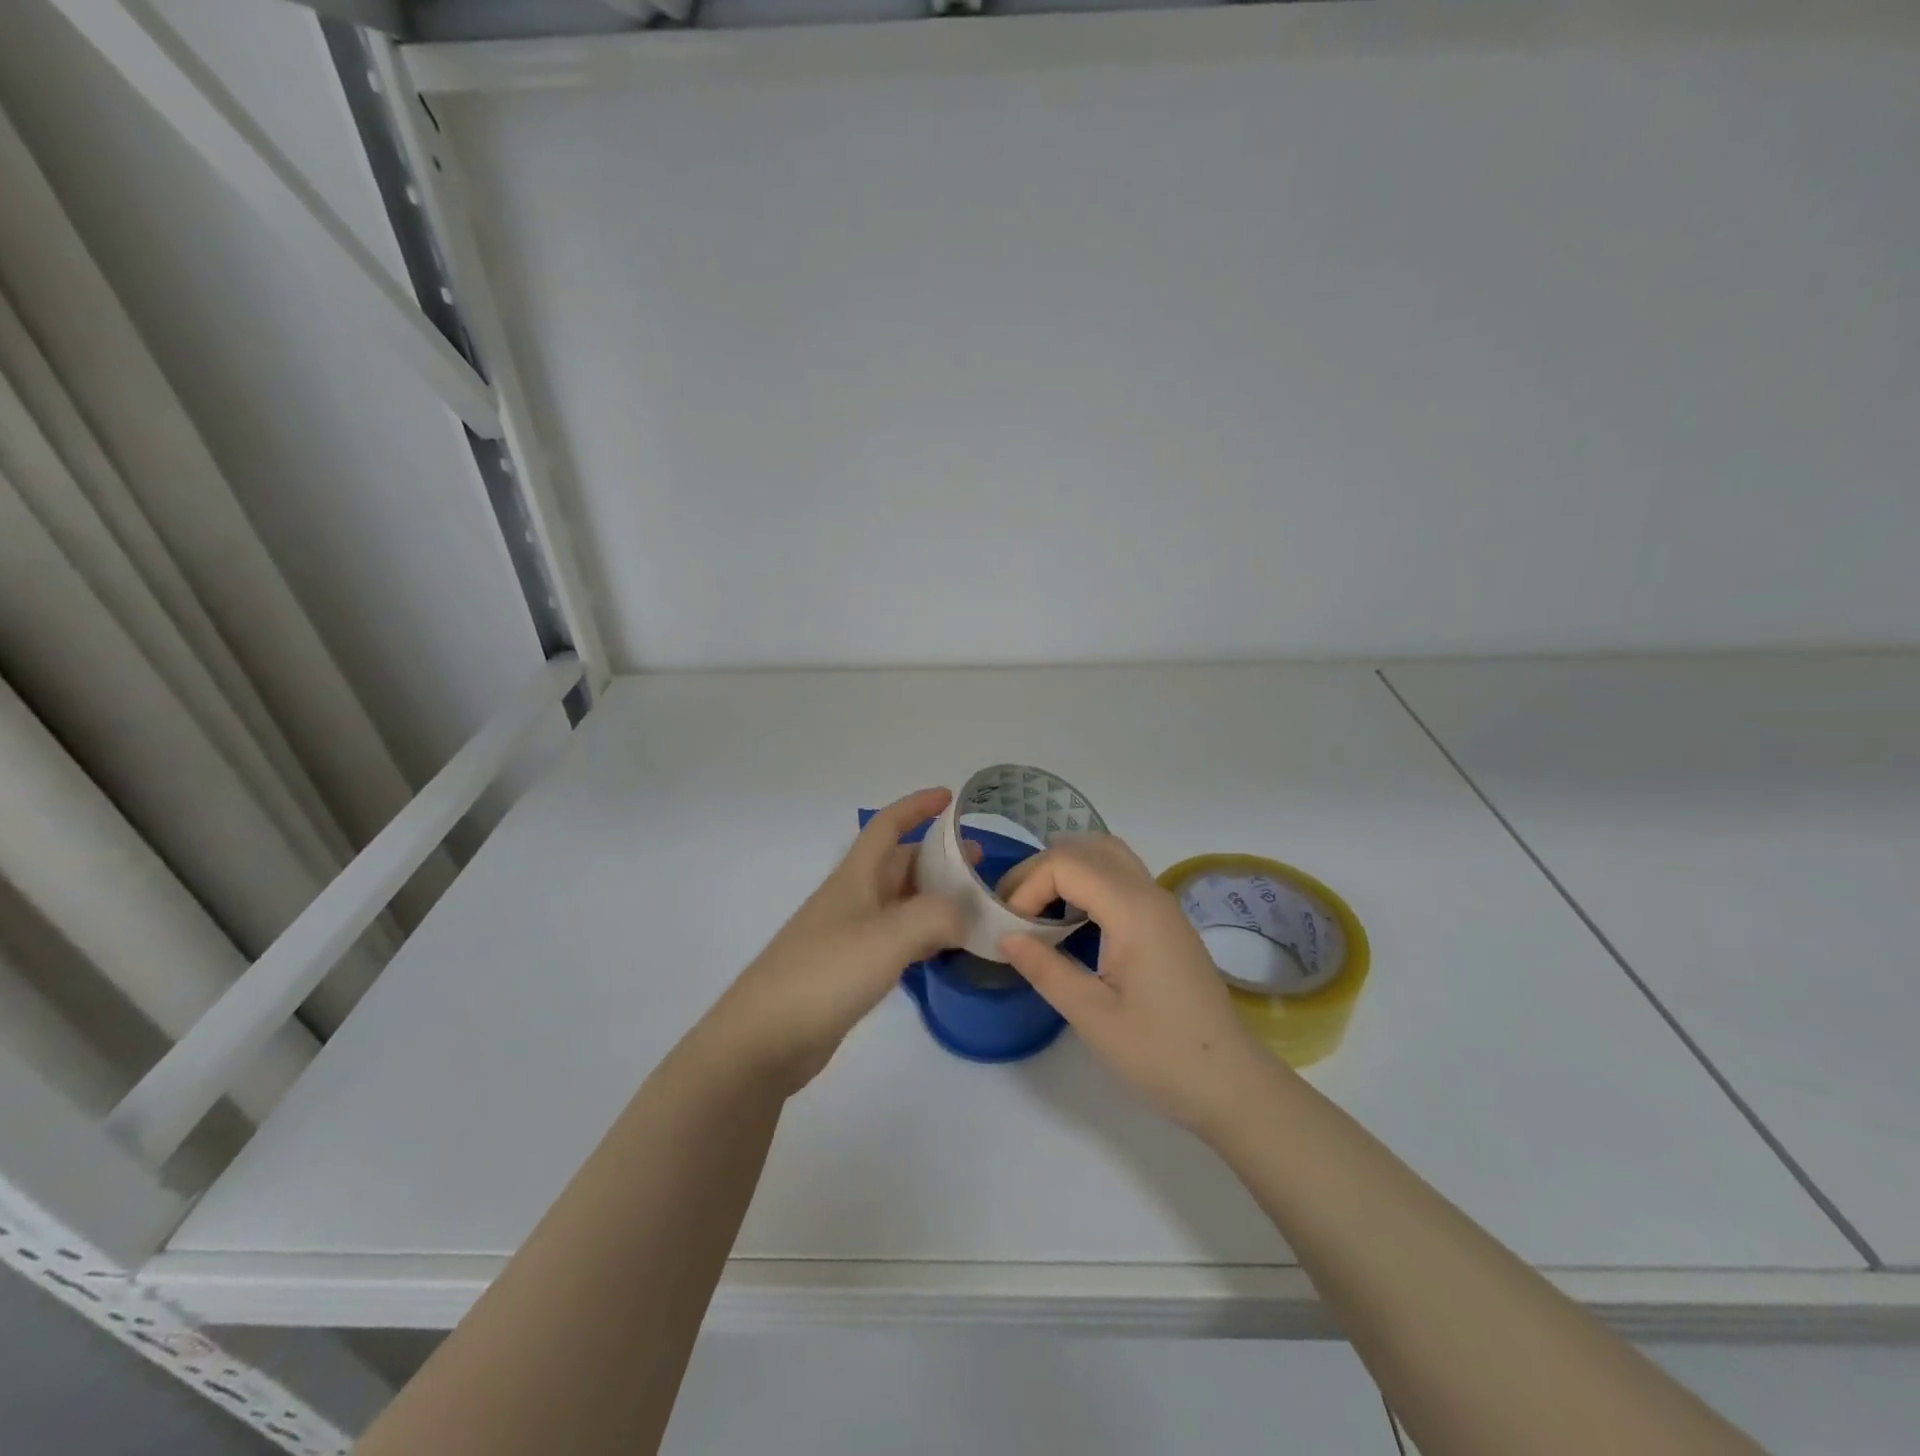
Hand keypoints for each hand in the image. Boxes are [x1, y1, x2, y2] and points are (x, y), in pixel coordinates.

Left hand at [708, 788, 969, 1094]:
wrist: (765, 1038)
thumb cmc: (825, 973)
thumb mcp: (888, 936)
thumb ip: (936, 916)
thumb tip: (963, 916)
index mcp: (855, 877)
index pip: (887, 825)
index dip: (917, 806)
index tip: (950, 798)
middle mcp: (852, 899)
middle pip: (898, 864)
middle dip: (938, 858)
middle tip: (980, 866)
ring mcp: (849, 936)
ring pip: (900, 903)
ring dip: (935, 898)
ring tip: (973, 908)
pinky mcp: (850, 971)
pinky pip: (896, 940)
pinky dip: (924, 936)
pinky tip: (944, 950)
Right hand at [998, 836, 1280, 1136]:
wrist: (1229, 1083)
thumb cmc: (1160, 1052)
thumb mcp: (1091, 1015)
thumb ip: (1045, 968)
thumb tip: (1005, 936)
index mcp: (1133, 909)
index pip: (1066, 864)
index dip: (1028, 887)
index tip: (1010, 928)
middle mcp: (1150, 892)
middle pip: (1086, 848)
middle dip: (1041, 870)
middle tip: (1014, 910)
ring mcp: (1162, 905)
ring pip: (1107, 856)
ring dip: (1066, 871)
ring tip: (1037, 910)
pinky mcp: (1166, 922)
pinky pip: (1120, 878)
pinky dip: (1087, 883)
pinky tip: (1071, 921)